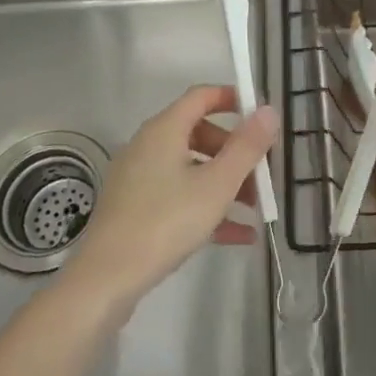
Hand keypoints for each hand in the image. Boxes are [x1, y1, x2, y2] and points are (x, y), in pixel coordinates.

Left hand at [61, 85, 276, 317]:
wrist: (106, 280)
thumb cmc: (165, 222)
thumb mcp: (216, 185)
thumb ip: (246, 147)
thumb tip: (269, 110)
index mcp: (164, 130)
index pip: (201, 96)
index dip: (233, 99)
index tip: (261, 116)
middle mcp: (149, 146)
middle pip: (199, 134)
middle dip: (235, 152)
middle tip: (262, 173)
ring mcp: (140, 178)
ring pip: (191, 169)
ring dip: (226, 183)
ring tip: (257, 209)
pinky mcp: (136, 208)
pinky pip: (179, 197)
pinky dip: (207, 207)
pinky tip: (240, 235)